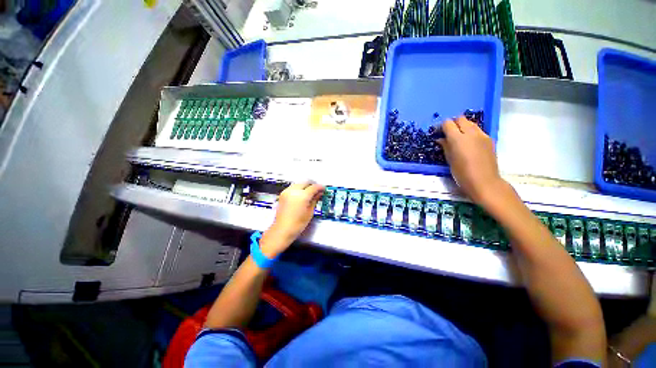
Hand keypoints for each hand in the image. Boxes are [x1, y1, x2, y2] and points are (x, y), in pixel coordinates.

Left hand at [260, 181, 323, 256]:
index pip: (313, 187)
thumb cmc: (298, 224)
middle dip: (312, 185)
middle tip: (317, 191)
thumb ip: (315, 200)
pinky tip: (302, 195)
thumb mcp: (310, 212)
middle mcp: (294, 191)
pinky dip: (299, 188)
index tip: (324, 189)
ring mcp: (287, 191)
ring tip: (310, 193)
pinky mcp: (283, 194)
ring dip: (305, 186)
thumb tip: (319, 193)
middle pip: (305, 182)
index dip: (320, 187)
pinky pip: (293, 187)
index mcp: (302, 196)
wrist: (282, 230)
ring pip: (299, 184)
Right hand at [437, 116, 505, 205]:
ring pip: (471, 123)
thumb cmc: (462, 173)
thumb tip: (441, 139)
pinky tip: (469, 144)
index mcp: (458, 138)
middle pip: (460, 119)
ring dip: (463, 127)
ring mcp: (482, 135)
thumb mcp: (449, 160)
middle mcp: (471, 133)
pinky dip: (471, 133)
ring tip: (459, 138)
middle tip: (448, 133)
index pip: (448, 123)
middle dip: (453, 123)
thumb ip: (445, 146)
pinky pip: (478, 131)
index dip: (442, 127)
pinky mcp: (489, 140)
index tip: (439, 133)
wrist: (484, 182)